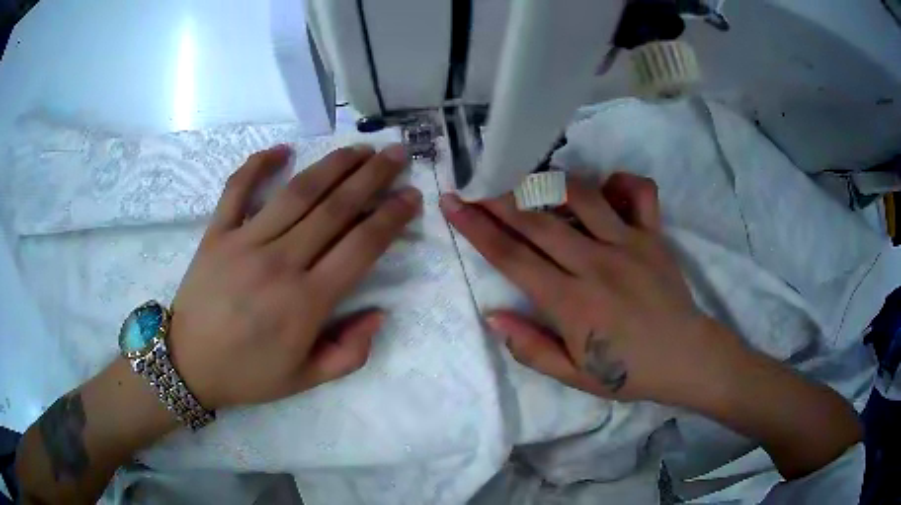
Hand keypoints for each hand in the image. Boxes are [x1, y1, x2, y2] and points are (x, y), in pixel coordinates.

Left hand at [170, 144, 420, 409]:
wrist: (187, 364)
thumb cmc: (248, 374)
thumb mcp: (306, 380)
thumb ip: (349, 353)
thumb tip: (379, 313)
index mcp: (306, 303)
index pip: (361, 247)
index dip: (391, 218)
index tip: (412, 196)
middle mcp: (280, 263)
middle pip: (335, 209)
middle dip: (372, 177)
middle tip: (396, 154)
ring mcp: (244, 242)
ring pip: (297, 192)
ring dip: (332, 165)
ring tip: (358, 149)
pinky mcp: (216, 233)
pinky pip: (237, 189)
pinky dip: (258, 165)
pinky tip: (281, 150)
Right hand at [440, 173, 740, 406]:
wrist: (685, 358)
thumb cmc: (627, 372)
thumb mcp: (573, 376)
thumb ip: (530, 347)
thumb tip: (493, 315)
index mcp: (571, 303)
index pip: (512, 257)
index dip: (477, 228)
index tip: (453, 204)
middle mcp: (596, 264)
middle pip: (537, 221)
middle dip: (499, 200)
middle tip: (477, 187)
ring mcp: (628, 244)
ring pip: (581, 196)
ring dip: (547, 184)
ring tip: (528, 183)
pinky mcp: (653, 235)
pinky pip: (638, 192)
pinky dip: (620, 181)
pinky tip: (605, 187)